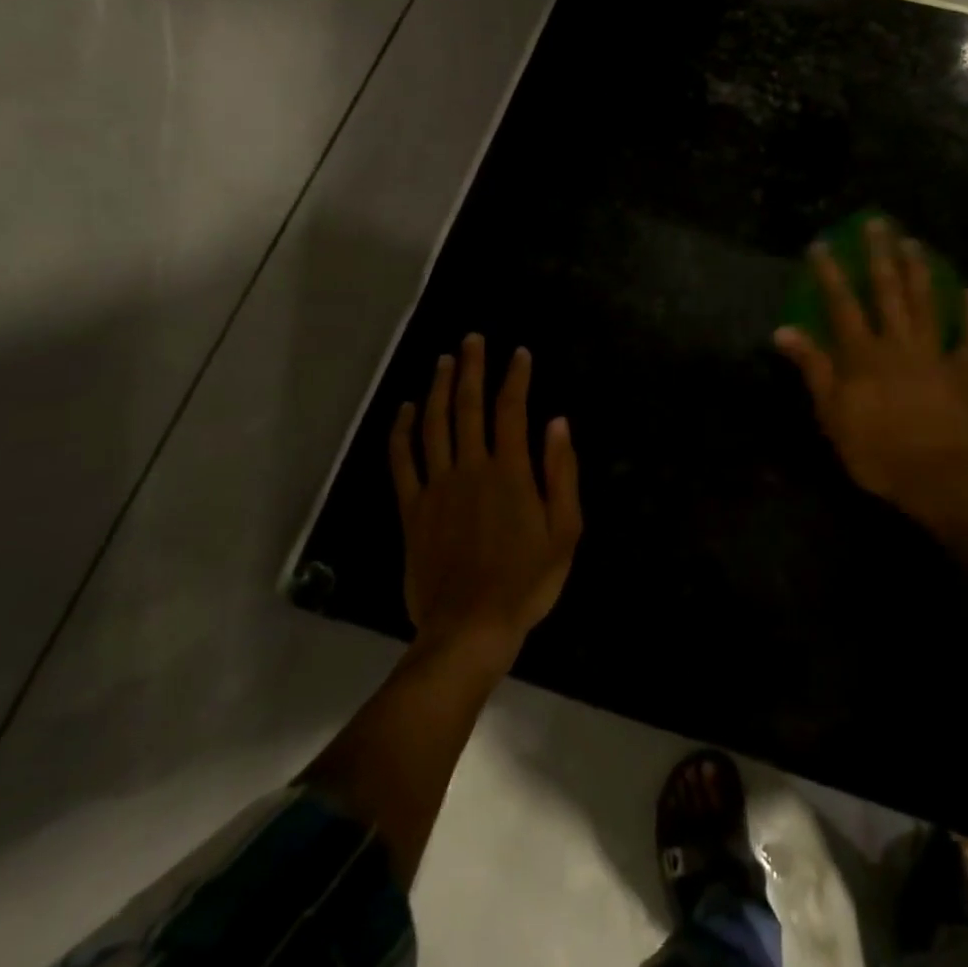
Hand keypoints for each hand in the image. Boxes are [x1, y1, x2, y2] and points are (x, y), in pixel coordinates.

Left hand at [390, 334, 581, 665]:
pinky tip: (406, 410)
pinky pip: (402, 462)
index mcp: (510, 472)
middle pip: (468, 406)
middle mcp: (471, 468)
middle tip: (472, 339)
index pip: (512, 410)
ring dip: (438, 388)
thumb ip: (561, 473)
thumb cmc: (527, 581)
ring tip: (443, 360)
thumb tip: (557, 423)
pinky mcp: (412, 510)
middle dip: (472, 368)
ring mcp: (437, 487)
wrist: (471, 627)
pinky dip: (402, 432)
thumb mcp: (565, 531)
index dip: (515, 377)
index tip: (519, 353)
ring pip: (434, 425)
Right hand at [773, 220, 967, 544]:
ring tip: (914, 243)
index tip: (822, 244)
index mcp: (862, 355)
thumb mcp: (832, 414)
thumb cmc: (876, 451)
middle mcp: (898, 344)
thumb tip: (784, 331)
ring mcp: (934, 354)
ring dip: (919, 271)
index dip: (830, 273)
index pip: (842, 304)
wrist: (937, 479)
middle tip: (877, 223)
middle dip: (880, 255)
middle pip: (888, 291)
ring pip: (926, 304)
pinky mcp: (964, 372)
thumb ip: (812, 368)